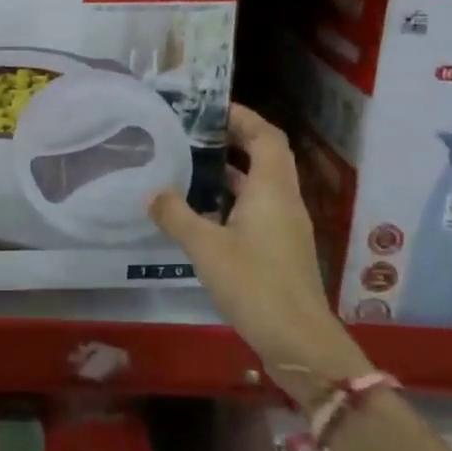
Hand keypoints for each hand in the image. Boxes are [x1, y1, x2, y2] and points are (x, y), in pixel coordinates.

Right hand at [149, 105, 353, 400]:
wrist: (299, 342)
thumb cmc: (255, 284)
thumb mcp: (206, 248)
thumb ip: (176, 216)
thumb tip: (153, 192)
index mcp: (272, 189)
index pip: (266, 136)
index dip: (244, 117)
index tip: (212, 108)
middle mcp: (284, 200)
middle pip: (267, 155)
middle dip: (237, 139)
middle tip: (198, 133)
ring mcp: (287, 227)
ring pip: (263, 184)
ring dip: (235, 171)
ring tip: (195, 166)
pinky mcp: (282, 250)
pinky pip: (260, 209)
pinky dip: (236, 200)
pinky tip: (206, 213)